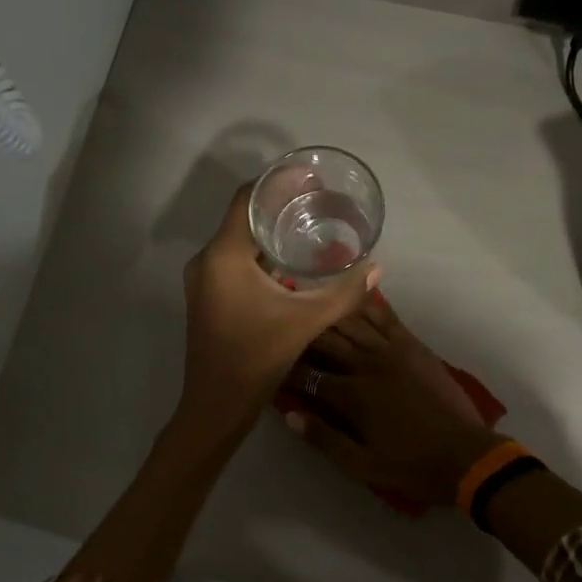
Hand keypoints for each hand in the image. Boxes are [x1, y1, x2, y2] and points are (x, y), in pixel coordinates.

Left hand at [175, 184, 379, 441]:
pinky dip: (260, 252)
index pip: (248, 199)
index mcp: (224, 255)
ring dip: (270, 230)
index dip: (277, 182)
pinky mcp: (208, 295)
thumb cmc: (256, 358)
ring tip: (309, 223)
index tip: (309, 175)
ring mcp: (204, 279)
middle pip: (244, 217)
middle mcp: (207, 259)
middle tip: (318, 199)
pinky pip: (234, 259)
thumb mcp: (306, 322)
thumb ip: (344, 293)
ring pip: (238, 240)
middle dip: (279, 205)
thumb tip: (377, 269)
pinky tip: (289, 260)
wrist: (216, 406)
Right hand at [284, 293, 505, 511]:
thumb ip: (324, 438)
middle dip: (302, 336)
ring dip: (328, 316)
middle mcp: (367, 364)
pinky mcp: (413, 345)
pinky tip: (351, 298)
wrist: (466, 456)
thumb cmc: (411, 466)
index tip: (272, 366)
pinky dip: (366, 306)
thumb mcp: (361, 465)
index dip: (287, 371)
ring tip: (309, 309)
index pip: (308, 376)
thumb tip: (290, 415)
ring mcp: (393, 350)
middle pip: (326, 341)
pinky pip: (384, 318)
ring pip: (352, 323)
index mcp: (352, 396)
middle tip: (286, 330)